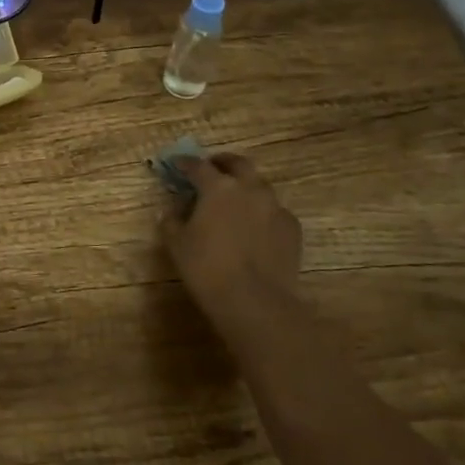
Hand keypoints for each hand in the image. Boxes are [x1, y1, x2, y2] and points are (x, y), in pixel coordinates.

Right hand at [161, 153, 305, 335]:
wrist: (255, 302)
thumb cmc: (207, 269)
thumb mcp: (177, 245)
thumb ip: (171, 221)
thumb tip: (171, 211)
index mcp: (218, 188)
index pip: (198, 166)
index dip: (185, 163)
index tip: (177, 164)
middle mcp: (249, 189)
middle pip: (238, 164)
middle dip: (223, 163)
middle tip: (212, 169)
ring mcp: (275, 207)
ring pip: (260, 186)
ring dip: (245, 187)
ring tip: (234, 201)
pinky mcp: (292, 228)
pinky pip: (275, 211)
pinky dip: (263, 212)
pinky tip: (255, 228)